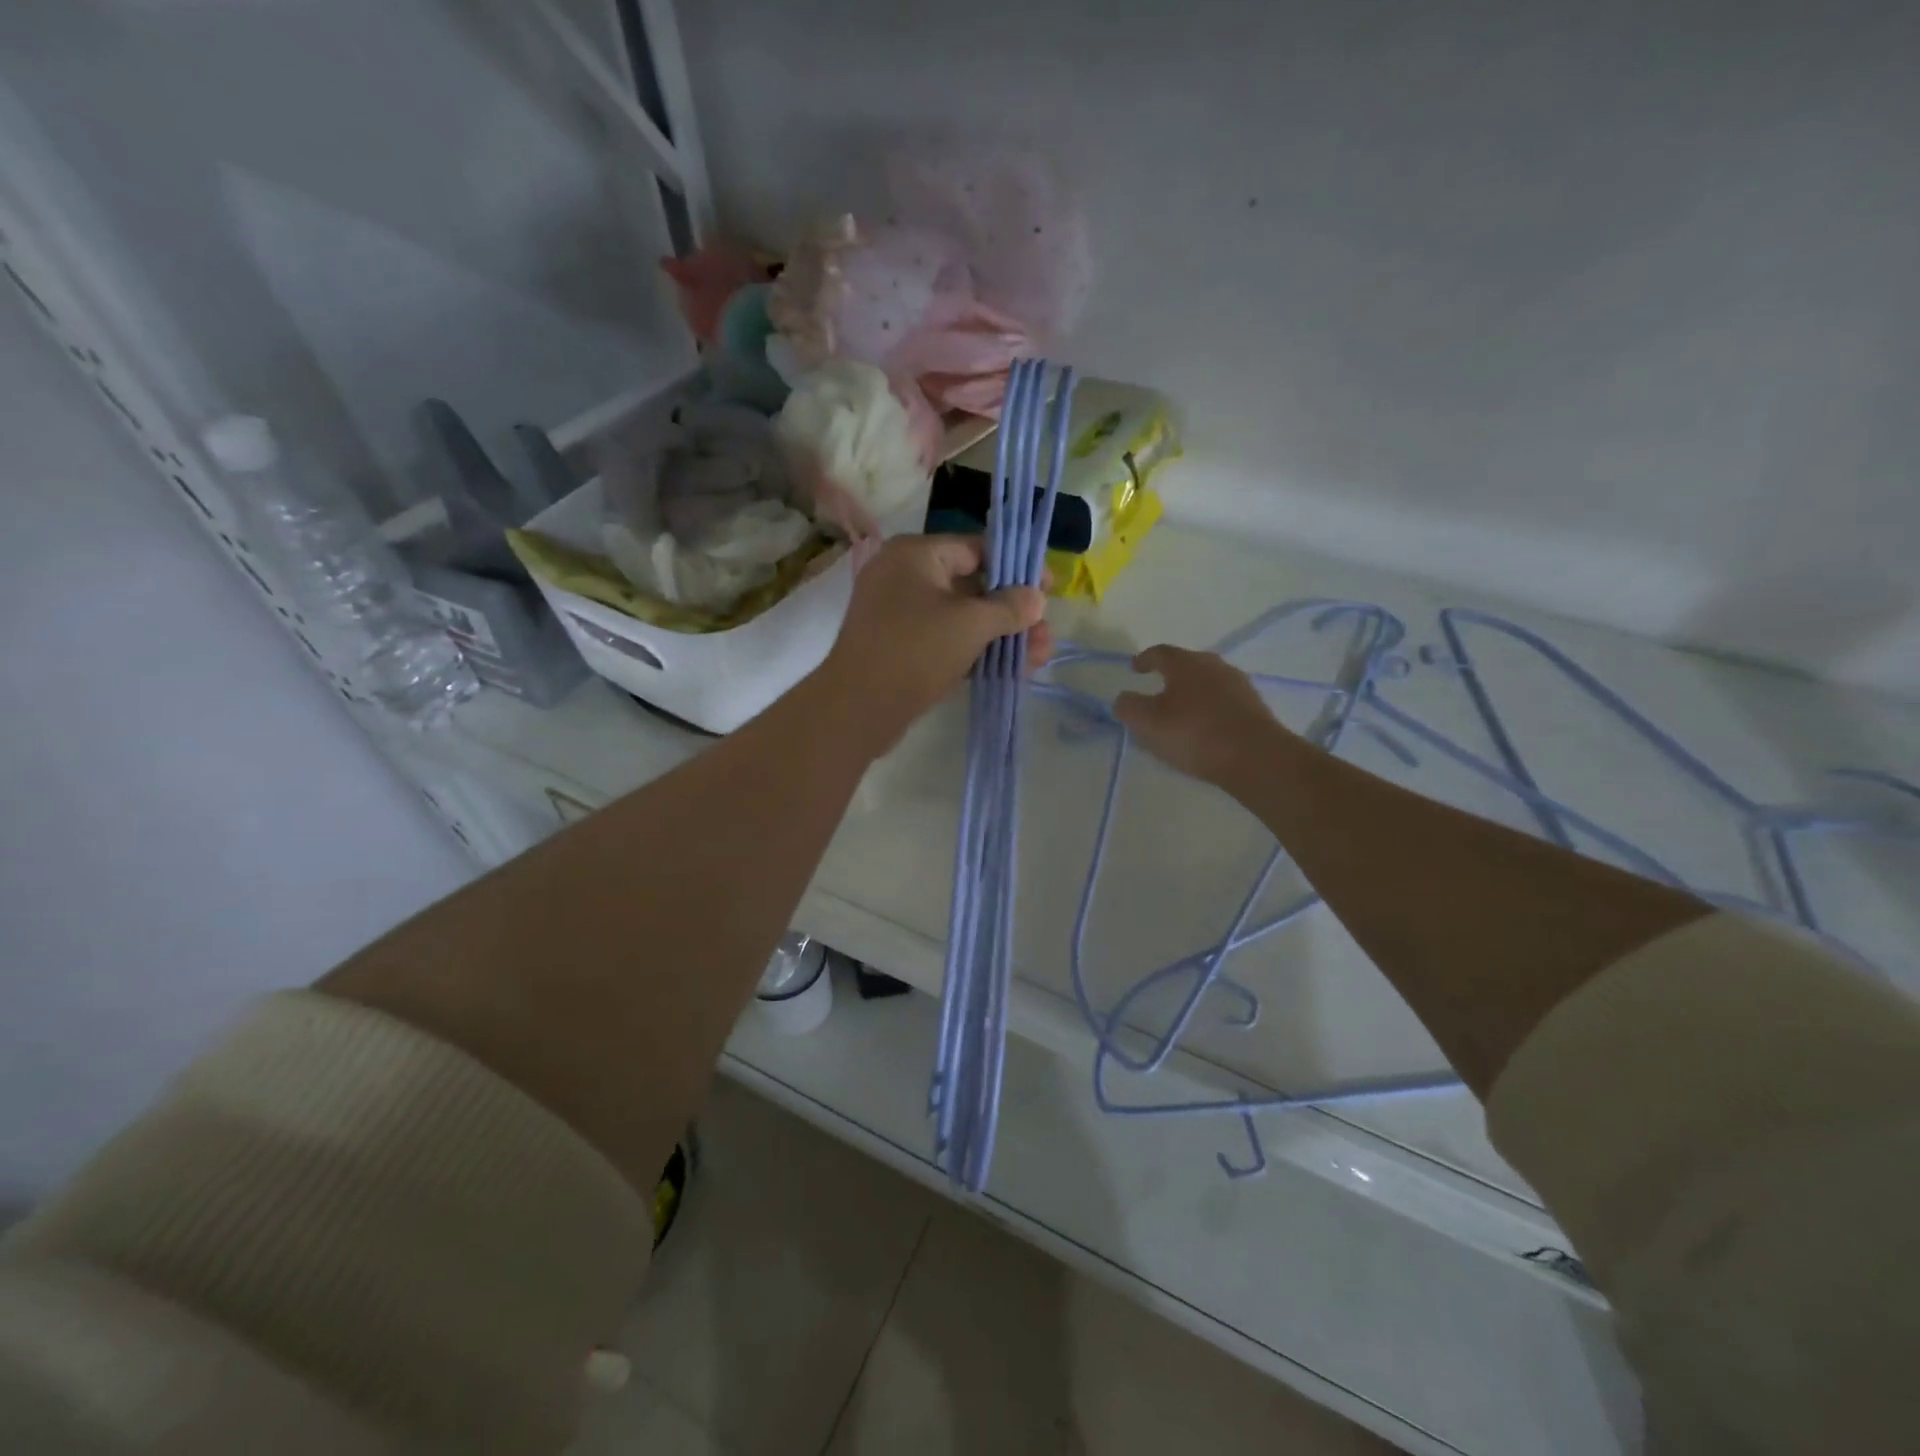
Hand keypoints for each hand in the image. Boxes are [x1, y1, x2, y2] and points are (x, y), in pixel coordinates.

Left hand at [813, 535, 1052, 755]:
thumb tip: (1037, 598)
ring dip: (1000, 636)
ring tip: (1040, 656)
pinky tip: (1011, 669)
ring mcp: (900, 615)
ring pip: (961, 618)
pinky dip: (976, 651)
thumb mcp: (970, 624)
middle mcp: (904, 577)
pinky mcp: (901, 649)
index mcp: (915, 554)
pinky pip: (946, 641)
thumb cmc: (915, 650)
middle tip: (1046, 633)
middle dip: (1013, 612)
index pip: (976, 549)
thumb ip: (1008, 608)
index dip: (1016, 568)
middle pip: (972, 586)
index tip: (1048, 587)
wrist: (857, 708)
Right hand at [1113, 646, 1281, 788]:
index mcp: (1186, 663)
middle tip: (1156, 693)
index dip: (1144, 659)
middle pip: (1187, 666)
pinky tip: (1203, 729)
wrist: (1256, 758)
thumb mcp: (1147, 723)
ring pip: (1207, 684)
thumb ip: (1128, 707)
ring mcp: (1239, 686)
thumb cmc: (1194, 734)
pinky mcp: (1255, 708)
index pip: (1160, 653)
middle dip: (1170, 677)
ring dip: (1191, 695)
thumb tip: (1124, 698)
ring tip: (1179, 715)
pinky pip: (1223, 703)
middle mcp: (1214, 666)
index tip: (1134, 668)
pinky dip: (1209, 710)